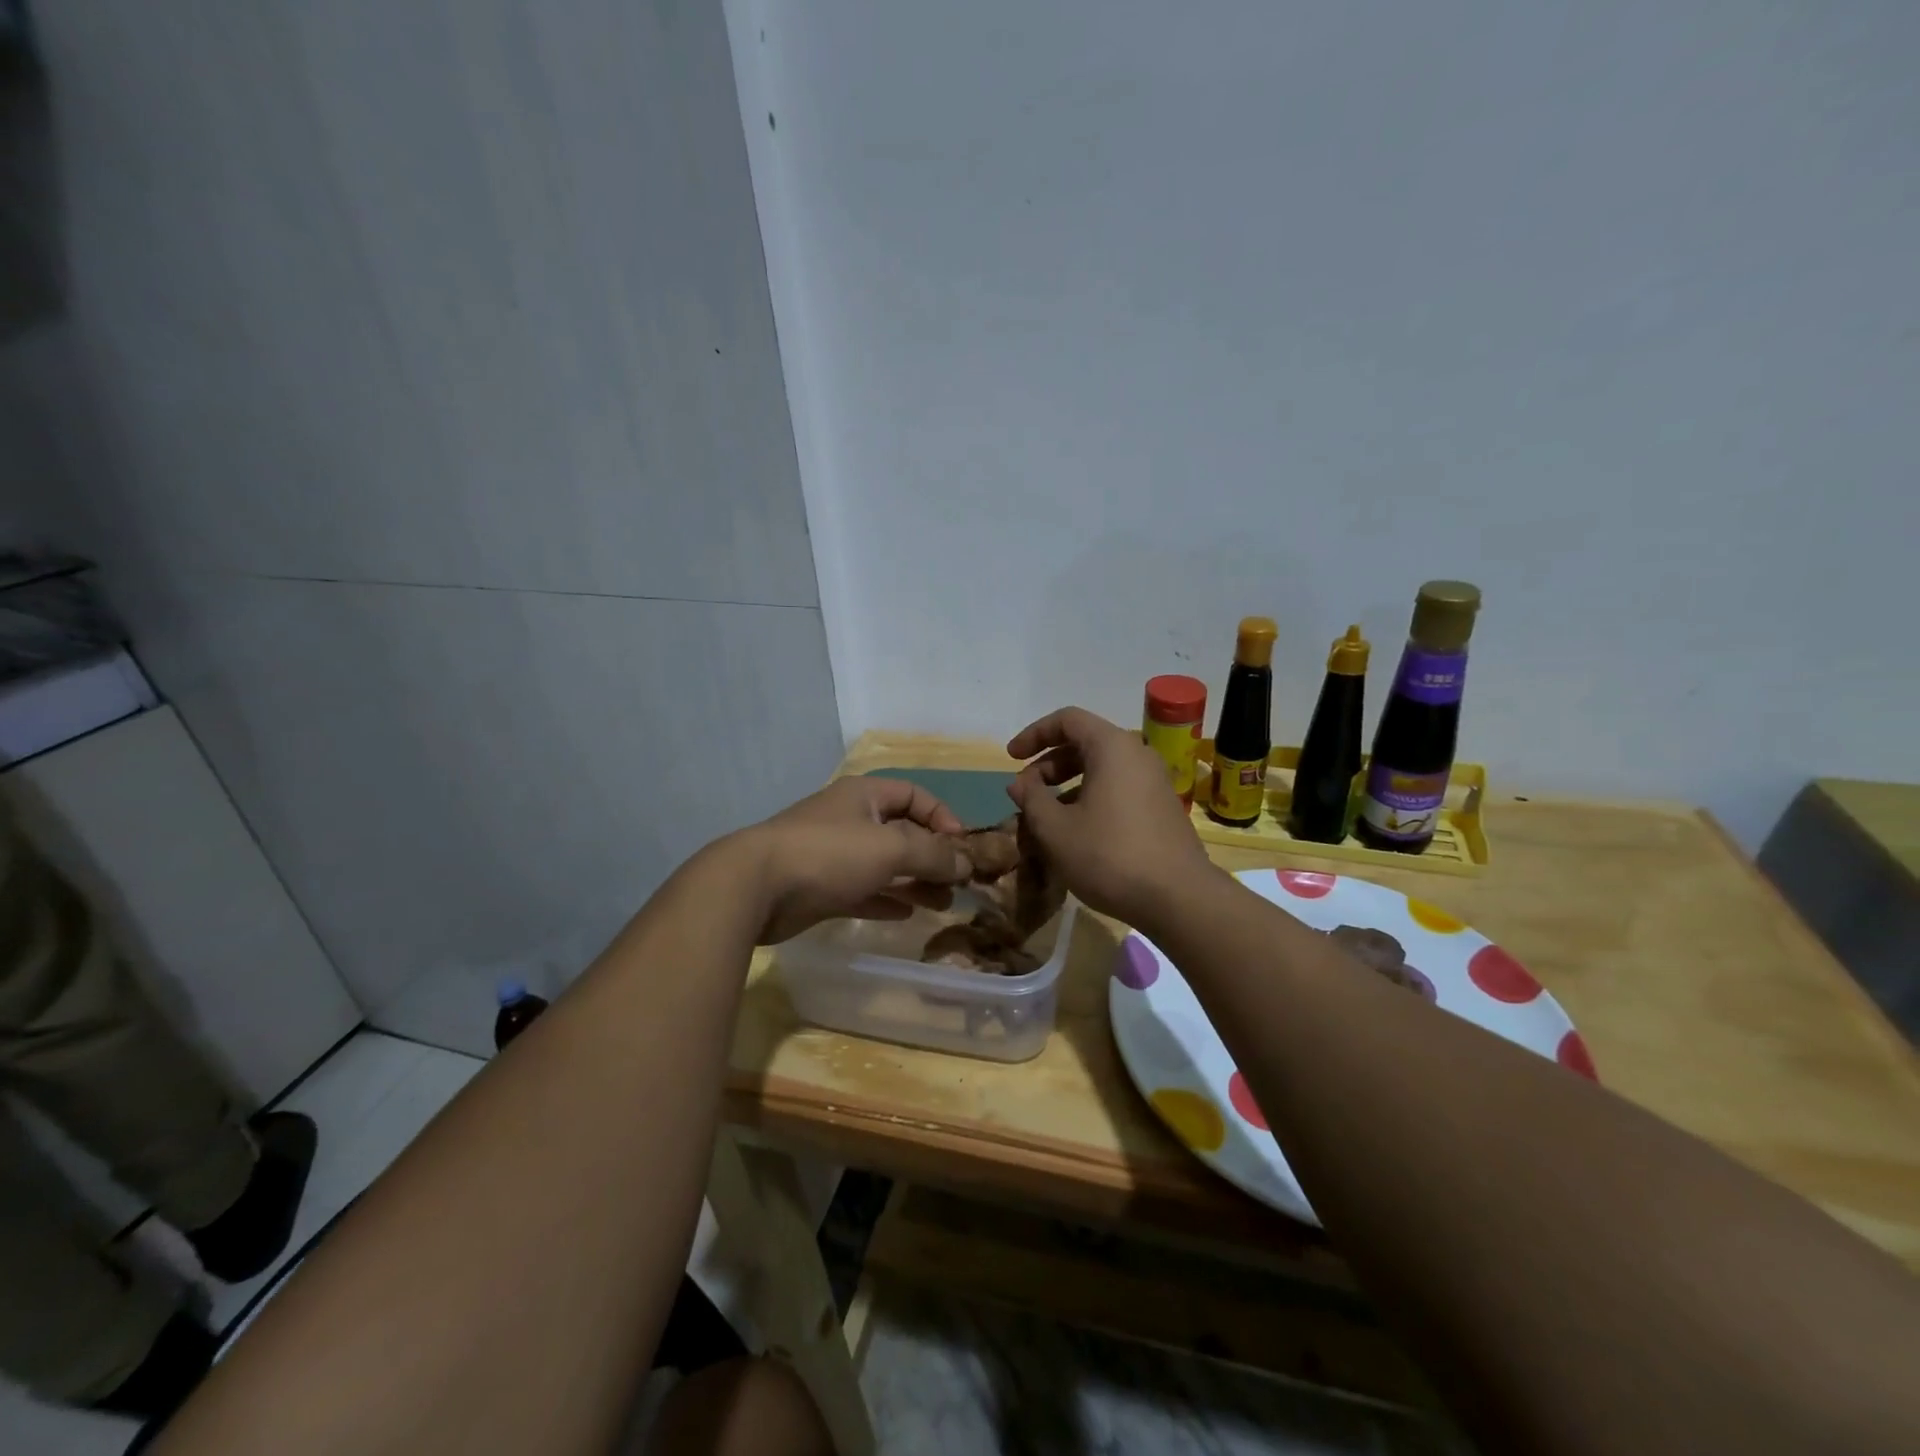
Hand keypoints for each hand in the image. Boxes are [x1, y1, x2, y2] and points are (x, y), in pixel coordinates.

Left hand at [738, 776, 973, 943]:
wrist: (756, 887)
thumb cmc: (829, 853)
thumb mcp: (891, 847)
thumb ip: (934, 854)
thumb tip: (967, 864)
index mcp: (864, 795)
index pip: (914, 795)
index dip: (942, 816)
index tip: (962, 846)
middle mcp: (850, 819)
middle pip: (902, 832)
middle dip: (932, 856)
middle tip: (958, 884)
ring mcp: (833, 855)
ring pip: (885, 865)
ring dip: (915, 882)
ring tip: (943, 904)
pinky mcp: (821, 888)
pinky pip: (864, 891)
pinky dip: (887, 899)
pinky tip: (908, 914)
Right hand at [1006, 706, 1217, 925]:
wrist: (1178, 898)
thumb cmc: (1109, 856)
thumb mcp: (1056, 830)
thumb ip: (1032, 799)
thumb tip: (1020, 783)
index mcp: (1112, 747)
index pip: (1067, 720)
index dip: (1034, 734)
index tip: (1011, 758)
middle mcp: (1137, 754)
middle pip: (1085, 742)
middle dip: (1049, 764)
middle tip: (1025, 792)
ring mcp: (1154, 781)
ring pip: (1102, 768)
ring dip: (1068, 784)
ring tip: (1045, 815)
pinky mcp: (1161, 807)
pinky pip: (1118, 788)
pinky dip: (1090, 797)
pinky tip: (1076, 831)